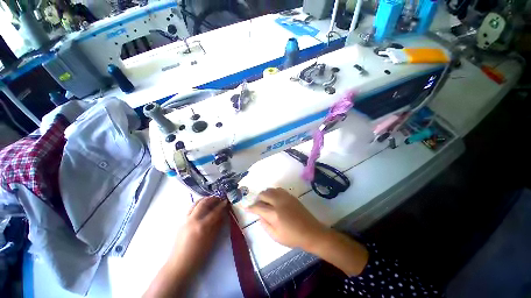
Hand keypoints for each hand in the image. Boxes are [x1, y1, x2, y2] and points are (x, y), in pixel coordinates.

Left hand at [169, 196, 227, 272]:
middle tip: (219, 199)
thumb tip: (223, 214)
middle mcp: (193, 220)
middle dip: (212, 199)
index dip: (222, 205)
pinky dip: (198, 205)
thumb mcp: (211, 241)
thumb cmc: (198, 256)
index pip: (215, 211)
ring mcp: (185, 220)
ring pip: (195, 204)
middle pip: (203, 203)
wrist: (179, 265)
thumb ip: (218, 225)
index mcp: (202, 226)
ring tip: (211, 201)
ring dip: (204, 200)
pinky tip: (203, 209)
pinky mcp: (181, 223)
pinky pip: (191, 209)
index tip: (226, 201)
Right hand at [245, 188, 328, 250]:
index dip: (251, 207)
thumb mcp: (275, 236)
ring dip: (265, 194)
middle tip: (258, 206)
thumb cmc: (293, 237)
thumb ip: (264, 225)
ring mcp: (286, 197)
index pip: (258, 206)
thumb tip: (259, 215)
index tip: (246, 207)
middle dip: (258, 199)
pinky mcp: (291, 196)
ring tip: (266, 202)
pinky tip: (275, 199)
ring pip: (271, 189)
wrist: (311, 231)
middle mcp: (279, 202)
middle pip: (263, 194)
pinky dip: (273, 192)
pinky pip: (278, 189)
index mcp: (274, 214)